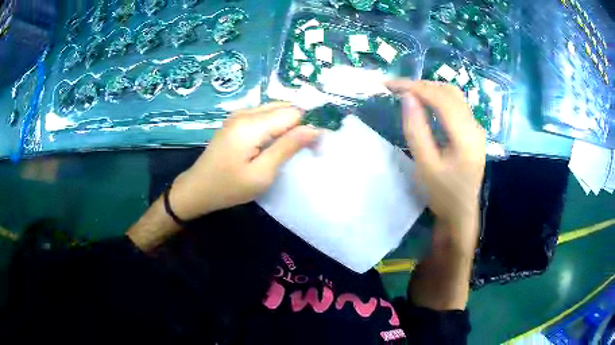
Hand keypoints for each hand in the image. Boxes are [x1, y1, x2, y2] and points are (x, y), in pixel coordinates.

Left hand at [170, 102, 319, 220]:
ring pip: (275, 109)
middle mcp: (245, 112)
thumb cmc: (229, 187)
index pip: (293, 113)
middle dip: (300, 124)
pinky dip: (276, 125)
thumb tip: (315, 129)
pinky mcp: (236, 121)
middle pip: (285, 107)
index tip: (316, 147)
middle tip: (306, 149)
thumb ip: (288, 147)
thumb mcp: (262, 174)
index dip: (309, 127)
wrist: (197, 189)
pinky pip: (264, 115)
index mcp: (251, 125)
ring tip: (292, 147)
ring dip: (289, 125)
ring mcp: (238, 114)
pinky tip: (274, 142)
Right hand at [387, 80, 485, 252]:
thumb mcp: (426, 166)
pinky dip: (437, 98)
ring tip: (407, 93)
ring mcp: (476, 127)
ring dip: (430, 89)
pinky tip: (424, 103)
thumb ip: (416, 130)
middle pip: (449, 92)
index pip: (441, 98)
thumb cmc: (443, 195)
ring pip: (453, 95)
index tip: (390, 85)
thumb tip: (407, 97)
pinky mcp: (473, 131)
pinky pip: (456, 105)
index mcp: (466, 136)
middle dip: (421, 85)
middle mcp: (475, 126)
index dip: (415, 87)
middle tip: (395, 88)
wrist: (461, 213)